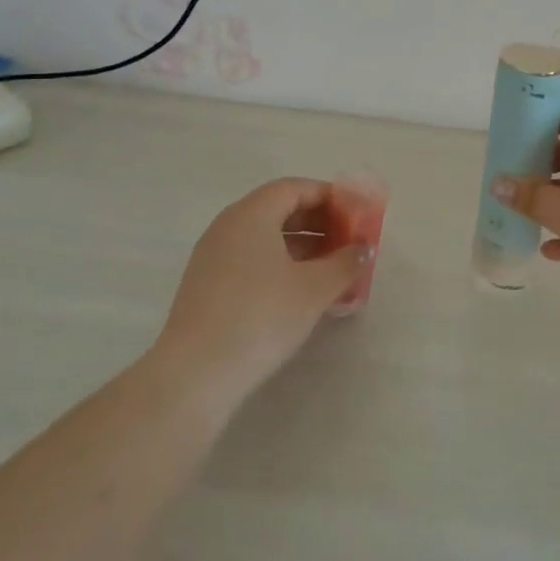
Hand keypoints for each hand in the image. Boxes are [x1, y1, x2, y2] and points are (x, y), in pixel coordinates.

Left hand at [153, 177, 368, 405]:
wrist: (197, 372)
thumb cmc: (262, 316)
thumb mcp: (314, 288)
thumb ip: (345, 262)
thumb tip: (362, 247)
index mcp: (251, 215)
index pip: (293, 188)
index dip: (328, 196)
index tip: (354, 213)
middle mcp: (227, 226)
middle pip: (277, 209)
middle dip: (317, 222)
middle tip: (347, 241)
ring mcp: (212, 255)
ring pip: (263, 237)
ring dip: (300, 246)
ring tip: (330, 269)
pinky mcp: (206, 284)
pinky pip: (249, 259)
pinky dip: (279, 264)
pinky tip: (300, 292)